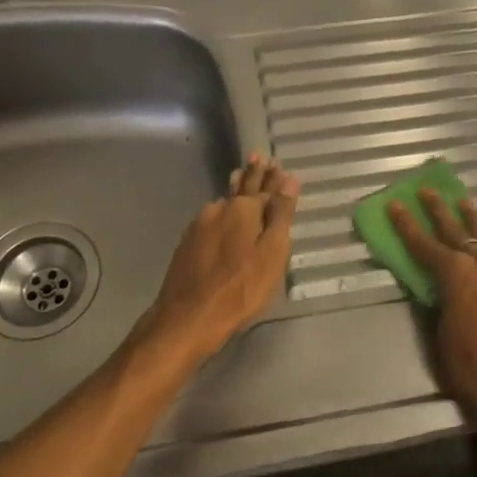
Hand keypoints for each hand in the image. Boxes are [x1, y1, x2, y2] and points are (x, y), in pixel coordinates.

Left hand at [135, 152, 299, 365]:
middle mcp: (218, 209)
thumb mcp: (271, 253)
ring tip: (239, 178)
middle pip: (240, 189)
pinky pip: (210, 219)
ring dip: (234, 192)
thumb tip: (289, 179)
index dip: (272, 175)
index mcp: (243, 209)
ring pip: (223, 202)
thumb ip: (280, 215)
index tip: (277, 163)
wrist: (187, 318)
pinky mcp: (187, 244)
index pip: (263, 185)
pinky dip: (221, 213)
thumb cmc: (240, 288)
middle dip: (252, 174)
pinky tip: (220, 215)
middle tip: (257, 158)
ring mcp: (198, 226)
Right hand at [387, 189, 476, 437]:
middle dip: (438, 209)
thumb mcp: (443, 341)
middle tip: (427, 190)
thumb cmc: (476, 370)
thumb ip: (440, 310)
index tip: (395, 203)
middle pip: (455, 230)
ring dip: (473, 218)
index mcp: (454, 276)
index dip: (406, 224)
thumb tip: (440, 295)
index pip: (423, 245)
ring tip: (464, 202)